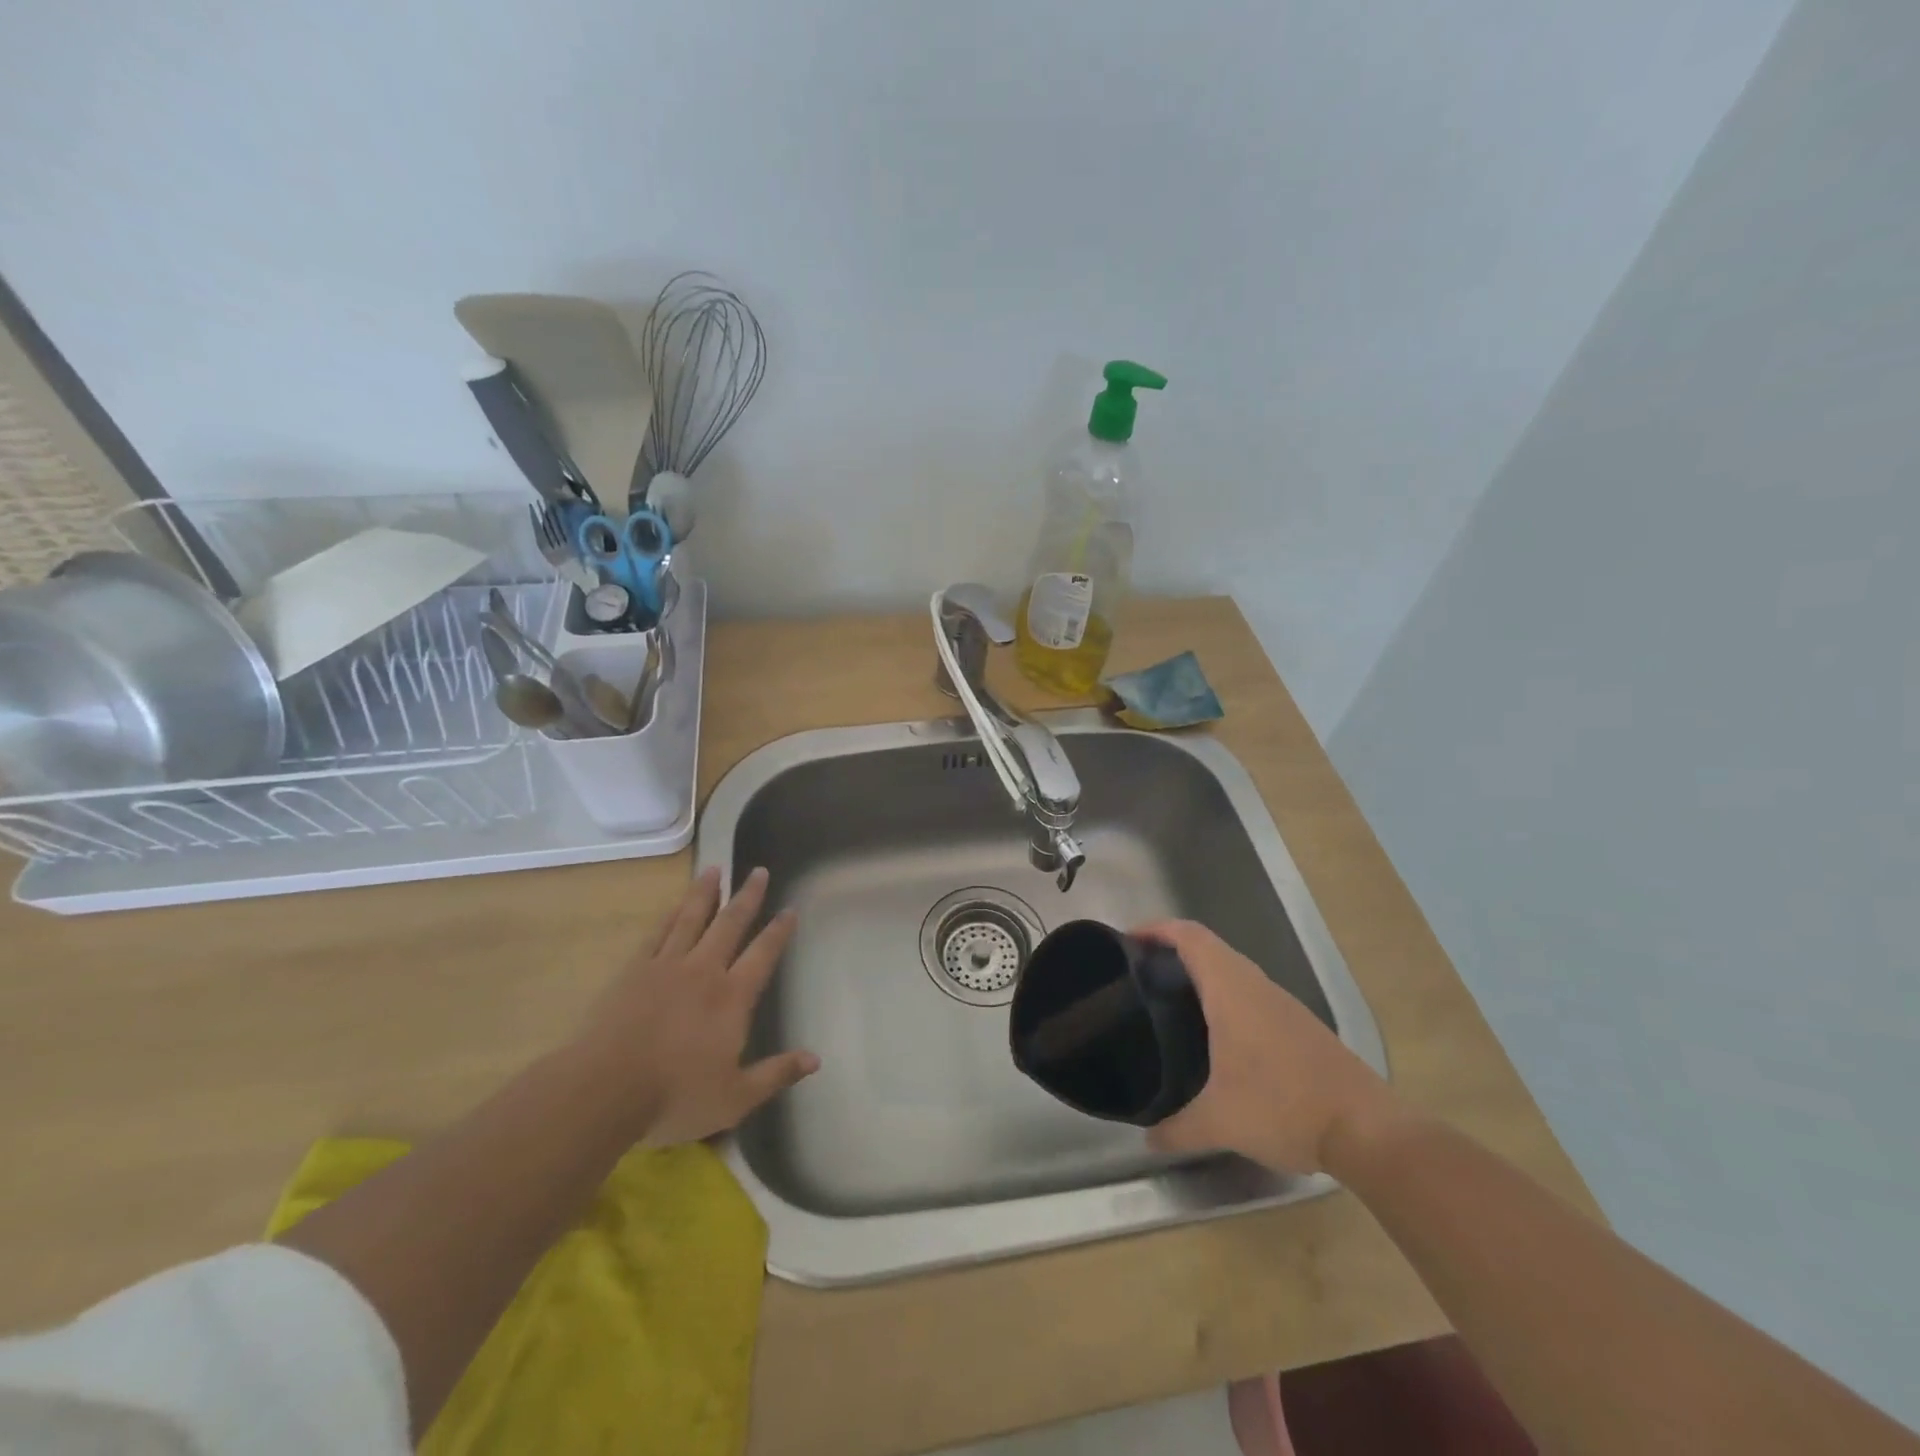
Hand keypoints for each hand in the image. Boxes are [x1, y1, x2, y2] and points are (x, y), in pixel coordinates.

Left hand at [575, 865, 818, 1146]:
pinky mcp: (634, 971)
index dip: (779, 931)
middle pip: (730, 924)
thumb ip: (775, 1074)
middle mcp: (704, 971)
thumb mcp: (735, 1098)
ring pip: (692, 918)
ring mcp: (666, 966)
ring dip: (706, 893)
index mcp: (732, 997)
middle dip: (747, 897)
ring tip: (714, 870)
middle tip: (757, 871)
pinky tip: (676, 903)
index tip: (790, 908)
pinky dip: (670, 914)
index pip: (763, 954)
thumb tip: (815, 1060)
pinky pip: (657, 933)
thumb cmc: (675, 1096)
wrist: (604, 1090)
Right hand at [1134, 919, 1398, 1174]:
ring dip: (1199, 973)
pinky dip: (1223, 995)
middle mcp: (1256, 985)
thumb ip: (1178, 1129)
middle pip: (1208, 947)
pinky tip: (1214, 1033)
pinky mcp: (1298, 1024)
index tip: (1127, 939)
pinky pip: (1249, 992)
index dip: (1157, 928)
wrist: (1368, 1130)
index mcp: (1232, 990)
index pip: (1190, 936)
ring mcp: (1281, 1004)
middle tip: (1139, 973)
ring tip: (1167, 999)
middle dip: (1171, 950)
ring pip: (1231, 970)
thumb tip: (1148, 1139)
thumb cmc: (1284, 1108)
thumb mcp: (1221, 1123)